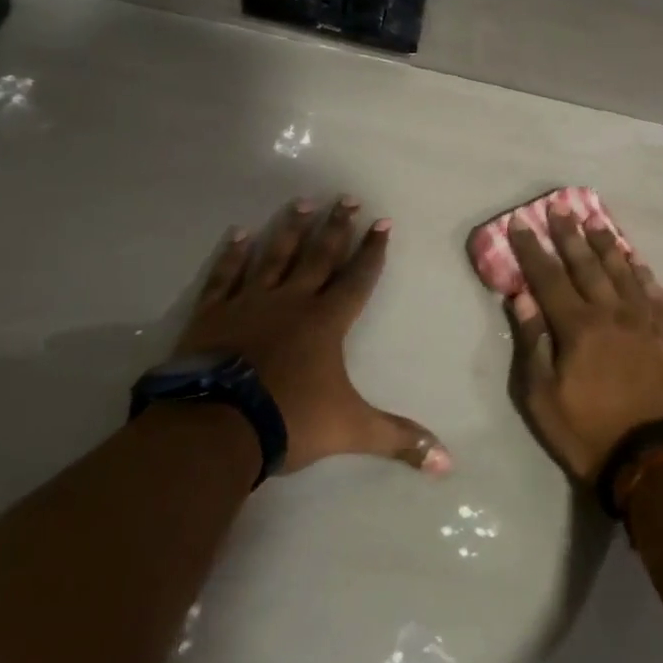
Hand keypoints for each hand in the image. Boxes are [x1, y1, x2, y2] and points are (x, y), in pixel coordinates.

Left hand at [177, 197, 450, 475]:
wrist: (216, 426)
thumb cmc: (289, 419)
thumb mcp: (351, 429)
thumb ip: (398, 439)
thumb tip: (449, 464)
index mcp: (326, 321)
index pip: (358, 278)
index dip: (373, 250)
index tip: (383, 221)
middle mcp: (292, 301)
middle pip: (319, 255)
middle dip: (337, 226)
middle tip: (347, 197)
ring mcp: (250, 302)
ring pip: (275, 255)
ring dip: (290, 228)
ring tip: (303, 201)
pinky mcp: (213, 312)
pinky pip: (226, 275)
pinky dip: (232, 254)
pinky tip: (239, 233)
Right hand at [507, 208, 662, 484]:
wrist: (656, 460)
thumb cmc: (589, 432)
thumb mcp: (543, 398)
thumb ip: (533, 344)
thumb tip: (522, 298)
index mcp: (578, 327)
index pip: (548, 277)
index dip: (532, 249)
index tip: (521, 222)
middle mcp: (612, 313)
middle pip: (586, 265)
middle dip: (569, 235)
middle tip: (560, 208)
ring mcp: (645, 321)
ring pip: (623, 272)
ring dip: (606, 245)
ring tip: (595, 222)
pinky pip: (654, 293)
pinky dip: (642, 273)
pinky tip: (636, 261)